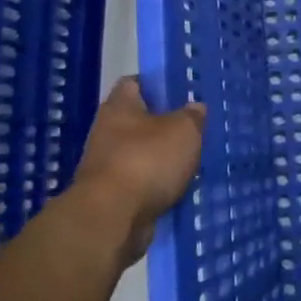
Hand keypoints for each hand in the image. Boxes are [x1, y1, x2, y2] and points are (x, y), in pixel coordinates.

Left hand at [71, 77, 206, 264]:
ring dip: (161, 158)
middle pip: (137, 120)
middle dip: (162, 125)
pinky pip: (139, 182)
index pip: (134, 83)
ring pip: (139, 154)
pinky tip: (177, 188)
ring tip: (190, 162)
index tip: (179, 91)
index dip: (156, 83)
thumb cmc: (147, 160)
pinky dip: (156, 185)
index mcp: (119, 107)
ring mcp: (105, 165)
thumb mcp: (184, 130)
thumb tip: (195, 107)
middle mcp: (106, 132)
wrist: (113, 217)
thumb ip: (192, 116)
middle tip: (192, 129)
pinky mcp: (110, 196)